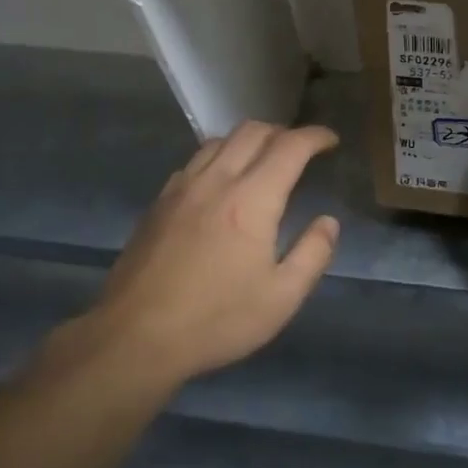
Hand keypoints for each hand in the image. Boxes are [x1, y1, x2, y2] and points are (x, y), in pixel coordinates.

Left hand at [62, 122, 340, 384]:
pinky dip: (218, 156)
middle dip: (283, 131)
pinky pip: (194, 161)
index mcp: (252, 200)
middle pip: (252, 132)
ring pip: (219, 141)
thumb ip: (313, 254)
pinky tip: (221, 182)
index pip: (289, 147)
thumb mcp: (282, 297)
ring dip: (248, 140)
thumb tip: (328, 222)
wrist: (135, 336)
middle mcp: (216, 181)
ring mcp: (181, 188)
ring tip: (263, 159)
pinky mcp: (159, 203)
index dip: (315, 137)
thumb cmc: (217, 319)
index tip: (331, 141)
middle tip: (301, 149)